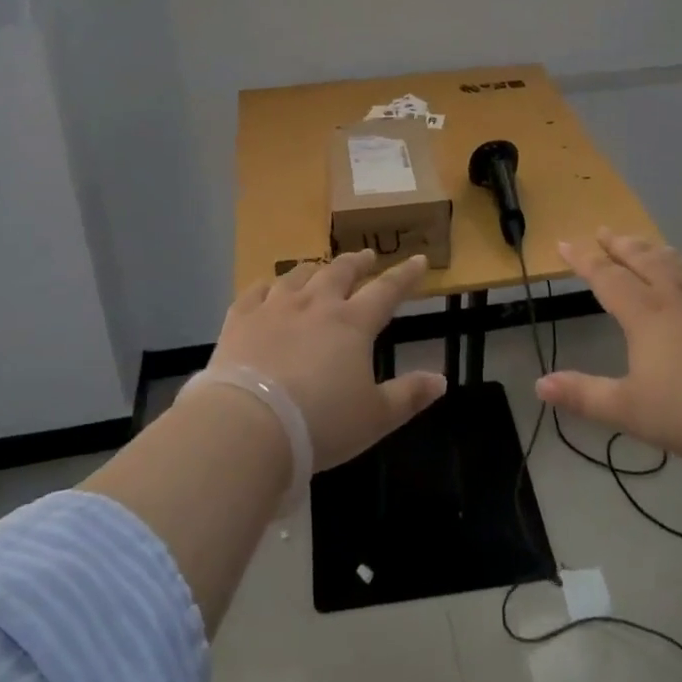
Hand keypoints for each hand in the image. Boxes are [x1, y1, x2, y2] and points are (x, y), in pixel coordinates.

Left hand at [211, 251, 446, 470]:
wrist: (249, 425)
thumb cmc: (320, 423)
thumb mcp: (375, 418)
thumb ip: (409, 396)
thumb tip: (441, 380)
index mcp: (353, 324)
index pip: (387, 290)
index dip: (405, 275)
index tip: (418, 259)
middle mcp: (316, 305)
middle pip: (340, 272)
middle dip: (357, 262)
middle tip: (366, 256)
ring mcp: (275, 308)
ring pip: (298, 276)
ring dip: (313, 269)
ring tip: (319, 269)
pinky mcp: (240, 319)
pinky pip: (255, 292)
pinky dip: (266, 286)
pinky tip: (267, 288)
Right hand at [536, 231, 681, 471]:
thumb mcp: (631, 411)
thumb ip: (584, 396)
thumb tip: (539, 384)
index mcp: (645, 315)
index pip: (606, 278)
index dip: (583, 259)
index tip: (565, 241)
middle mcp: (678, 295)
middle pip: (643, 260)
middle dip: (620, 245)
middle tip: (605, 230)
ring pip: (681, 262)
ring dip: (658, 250)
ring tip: (646, 242)